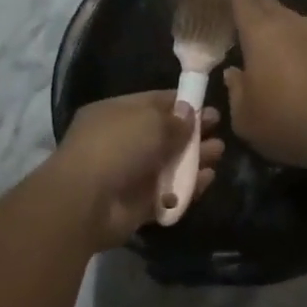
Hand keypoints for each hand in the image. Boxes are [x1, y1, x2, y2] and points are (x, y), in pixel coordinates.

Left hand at [51, 91, 223, 248]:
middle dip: (192, 132)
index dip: (181, 103)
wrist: (87, 202)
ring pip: (169, 163)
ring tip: (218, 152)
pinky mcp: (138, 203)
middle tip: (219, 130)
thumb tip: (189, 113)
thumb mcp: (149, 122)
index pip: (153, 103)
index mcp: (115, 114)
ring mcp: (129, 173)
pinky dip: (188, 186)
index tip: (207, 105)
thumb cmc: (116, 147)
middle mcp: (122, 141)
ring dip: (194, 158)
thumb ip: (174, 119)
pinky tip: (207, 178)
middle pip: (164, 134)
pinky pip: (169, 192)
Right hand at [221, 0, 306, 171]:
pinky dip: (292, 36)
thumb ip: (235, 90)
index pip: (241, 0)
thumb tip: (233, 74)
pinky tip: (289, 51)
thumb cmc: (285, 120)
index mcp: (259, 32)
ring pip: (288, 16)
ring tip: (263, 26)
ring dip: (275, 18)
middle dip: (253, 1)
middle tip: (240, 5)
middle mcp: (287, 24)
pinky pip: (304, 34)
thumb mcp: (245, 117)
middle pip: (267, 3)